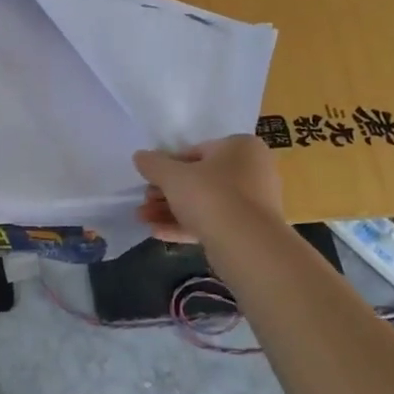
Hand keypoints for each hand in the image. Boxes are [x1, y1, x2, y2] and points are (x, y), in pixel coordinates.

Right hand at [134, 136, 283, 243]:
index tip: (149, 179)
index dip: (167, 166)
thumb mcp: (173, 175)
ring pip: (204, 204)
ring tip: (143, 219)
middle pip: (200, 179)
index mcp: (241, 148)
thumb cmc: (210, 196)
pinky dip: (186, 226)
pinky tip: (157, 233)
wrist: (247, 245)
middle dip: (167, 192)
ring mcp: (253, 204)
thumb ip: (153, 164)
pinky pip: (213, 223)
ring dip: (171, 211)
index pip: (196, 151)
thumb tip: (140, 156)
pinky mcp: (248, 231)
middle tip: (144, 201)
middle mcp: (253, 171)